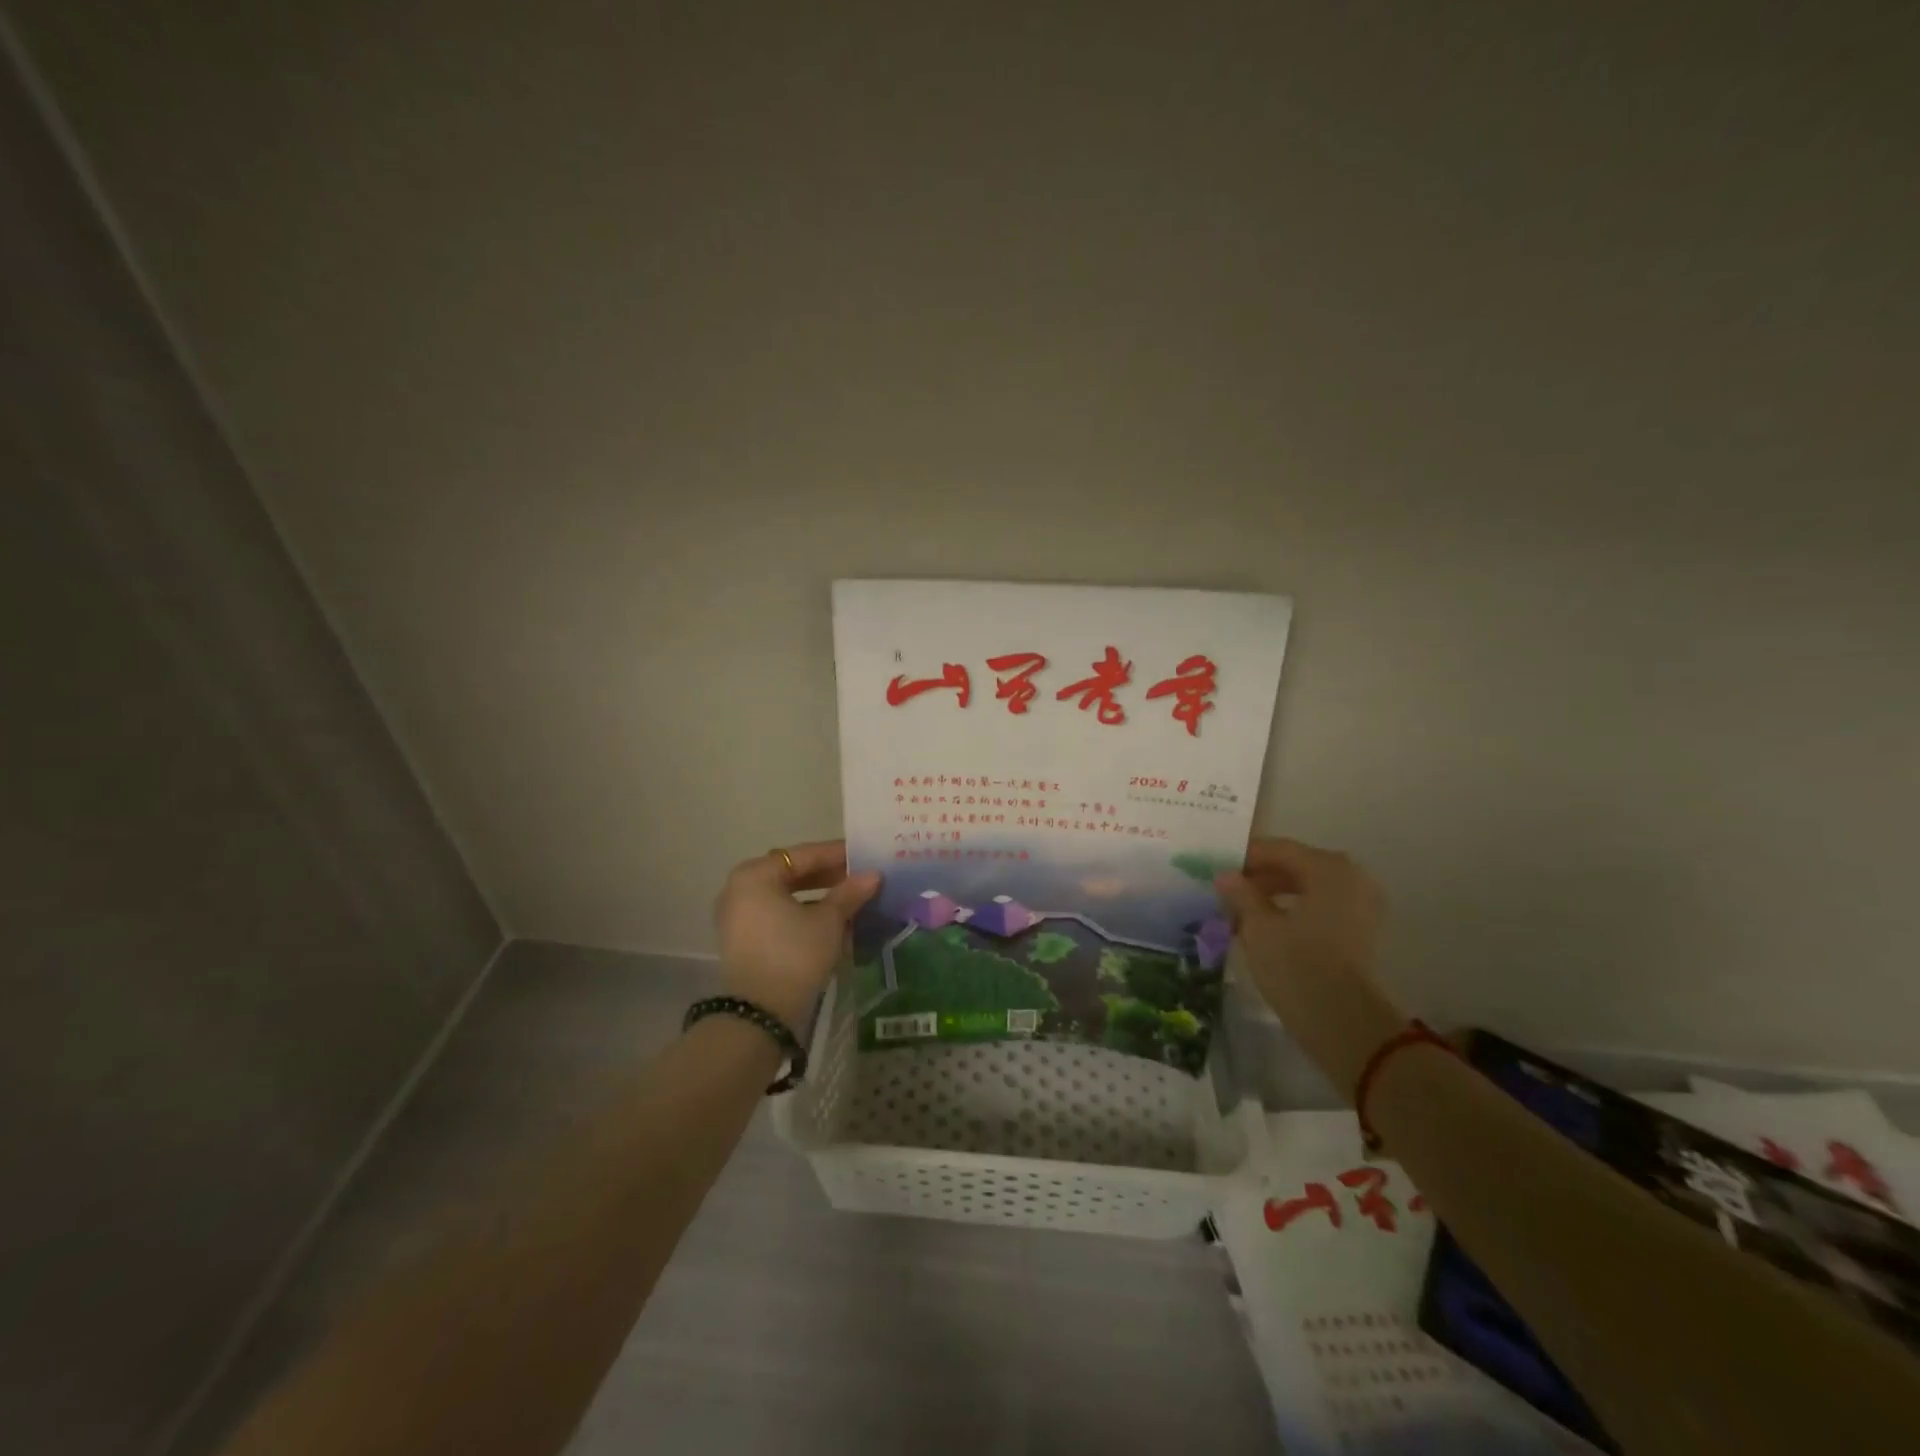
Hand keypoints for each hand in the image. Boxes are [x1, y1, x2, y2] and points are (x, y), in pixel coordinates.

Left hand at [713, 841, 880, 1031]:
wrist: (760, 1013)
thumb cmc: (794, 954)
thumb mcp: (828, 921)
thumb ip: (850, 893)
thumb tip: (874, 875)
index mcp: (755, 875)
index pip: (802, 855)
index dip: (836, 854)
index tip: (864, 855)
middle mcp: (739, 889)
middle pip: (791, 874)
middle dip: (827, 876)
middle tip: (860, 878)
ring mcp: (737, 916)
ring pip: (785, 896)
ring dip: (817, 896)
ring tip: (851, 899)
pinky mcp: (743, 940)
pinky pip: (777, 915)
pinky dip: (802, 914)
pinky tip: (831, 921)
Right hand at [1215, 838, 1407, 1101]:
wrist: (1346, 1026)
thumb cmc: (1298, 967)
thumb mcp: (1259, 927)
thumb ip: (1241, 895)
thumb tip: (1225, 876)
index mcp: (1329, 868)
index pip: (1279, 849)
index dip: (1245, 857)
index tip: (1215, 867)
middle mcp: (1352, 878)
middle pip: (1296, 867)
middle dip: (1259, 879)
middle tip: (1225, 893)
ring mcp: (1362, 907)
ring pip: (1308, 890)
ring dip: (1273, 898)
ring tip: (1240, 915)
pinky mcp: (1362, 934)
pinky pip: (1321, 910)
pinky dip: (1293, 914)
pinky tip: (1265, 931)